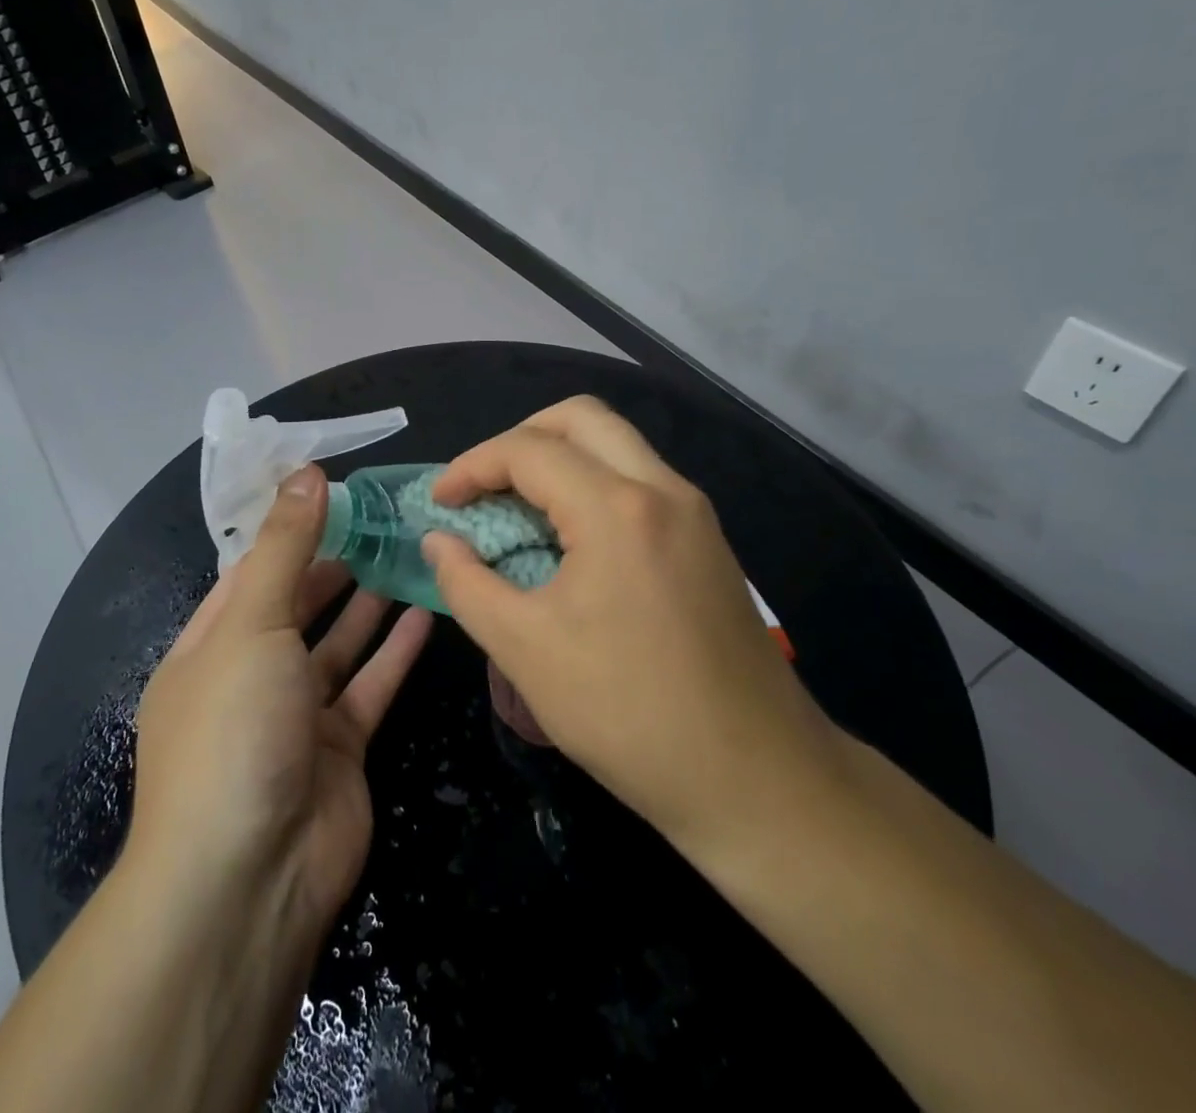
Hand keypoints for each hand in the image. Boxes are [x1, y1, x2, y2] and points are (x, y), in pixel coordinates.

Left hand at [128, 464, 432, 945]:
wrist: (251, 878)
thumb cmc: (234, 729)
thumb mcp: (252, 623)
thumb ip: (284, 546)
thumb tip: (305, 471)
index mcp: (210, 646)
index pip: (251, 572)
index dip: (290, 531)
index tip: (336, 493)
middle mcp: (251, 675)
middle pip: (297, 605)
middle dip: (336, 564)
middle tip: (386, 519)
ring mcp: (297, 715)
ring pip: (339, 644)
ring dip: (370, 602)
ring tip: (409, 552)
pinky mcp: (342, 748)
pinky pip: (371, 686)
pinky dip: (395, 651)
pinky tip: (426, 611)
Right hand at [422, 396, 847, 862]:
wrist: (756, 779)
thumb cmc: (628, 713)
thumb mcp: (525, 650)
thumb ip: (467, 584)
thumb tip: (439, 541)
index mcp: (616, 508)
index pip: (528, 449)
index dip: (471, 467)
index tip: (440, 503)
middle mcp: (663, 489)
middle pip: (581, 418)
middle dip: (520, 438)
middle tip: (485, 485)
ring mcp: (694, 512)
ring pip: (617, 443)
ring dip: (560, 457)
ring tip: (519, 508)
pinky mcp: (707, 540)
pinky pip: (639, 479)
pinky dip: (593, 484)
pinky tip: (569, 538)